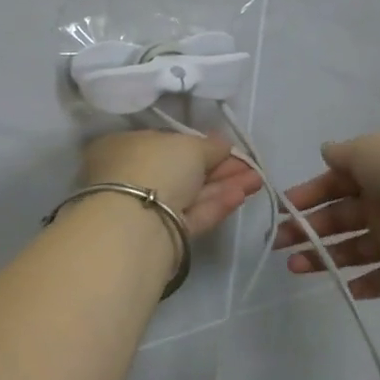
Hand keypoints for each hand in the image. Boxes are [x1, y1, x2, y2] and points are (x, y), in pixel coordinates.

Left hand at [80, 129, 261, 236]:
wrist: (138, 225)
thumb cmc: (156, 167)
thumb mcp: (188, 145)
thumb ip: (209, 145)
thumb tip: (221, 144)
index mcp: (123, 147)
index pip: (163, 143)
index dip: (196, 144)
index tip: (225, 147)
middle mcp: (129, 177)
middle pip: (180, 171)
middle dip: (218, 167)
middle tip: (250, 165)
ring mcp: (144, 209)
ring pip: (189, 194)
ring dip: (223, 185)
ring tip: (256, 180)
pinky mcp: (161, 237)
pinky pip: (190, 216)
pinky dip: (215, 205)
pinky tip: (240, 195)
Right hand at [274, 129, 379, 298]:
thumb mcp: (368, 148)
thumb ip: (343, 154)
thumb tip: (325, 151)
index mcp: (377, 174)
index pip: (335, 185)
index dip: (308, 196)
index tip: (282, 210)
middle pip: (339, 220)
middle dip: (307, 230)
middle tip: (279, 241)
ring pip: (353, 251)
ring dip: (323, 258)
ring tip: (294, 265)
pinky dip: (362, 286)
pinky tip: (341, 286)